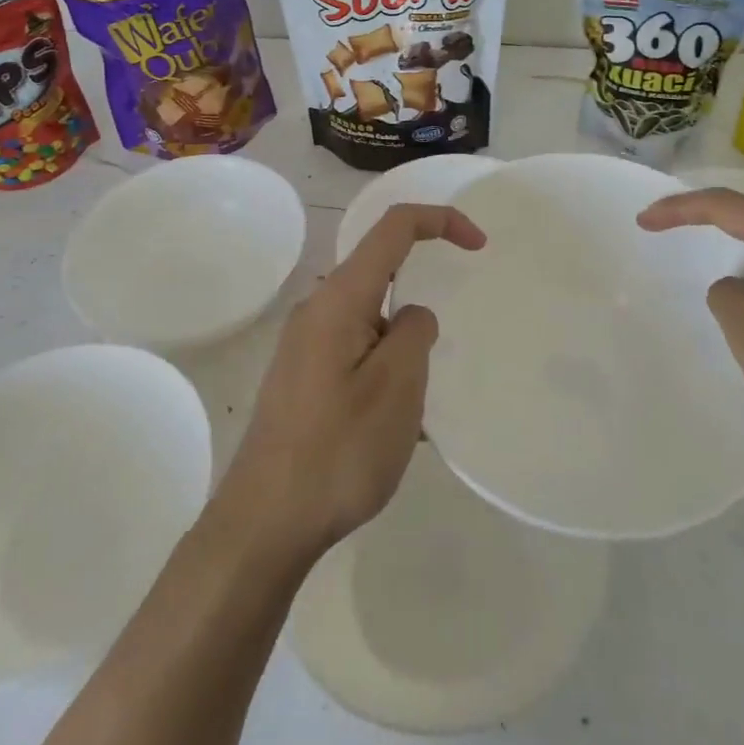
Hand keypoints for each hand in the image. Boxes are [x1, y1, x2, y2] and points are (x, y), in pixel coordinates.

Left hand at [217, 203, 485, 560]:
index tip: (479, 246)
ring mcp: (303, 346)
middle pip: (380, 279)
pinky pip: (354, 357)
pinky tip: (385, 434)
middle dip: (417, 317)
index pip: (393, 228)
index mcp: (338, 299)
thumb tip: (410, 316)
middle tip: (427, 379)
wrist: (264, 523)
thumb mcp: (398, 387)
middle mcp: (316, 311)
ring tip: (407, 421)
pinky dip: (381, 378)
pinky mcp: (300, 378)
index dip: (440, 221)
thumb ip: (414, 333)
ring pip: (370, 326)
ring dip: (400, 359)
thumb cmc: (338, 450)